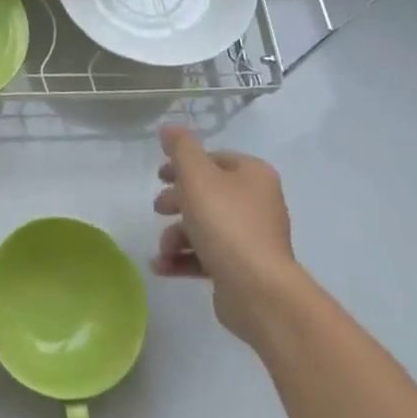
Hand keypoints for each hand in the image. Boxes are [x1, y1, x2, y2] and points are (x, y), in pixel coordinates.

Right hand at [153, 127, 299, 343]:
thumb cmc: (225, 223)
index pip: (214, 159)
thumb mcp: (196, 176)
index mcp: (253, 175)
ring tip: (163, 250)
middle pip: (207, 193)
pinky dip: (184, 258)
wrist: (258, 290)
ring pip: (204, 226)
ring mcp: (252, 237)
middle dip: (177, 202)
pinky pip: (207, 255)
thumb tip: (170, 127)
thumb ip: (181, 148)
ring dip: (176, 236)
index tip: (159, 176)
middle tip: (158, 209)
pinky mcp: (243, 267)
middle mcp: (257, 202)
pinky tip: (162, 267)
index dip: (184, 165)